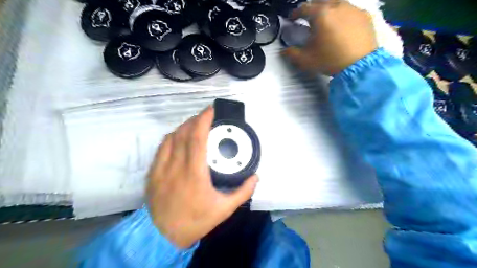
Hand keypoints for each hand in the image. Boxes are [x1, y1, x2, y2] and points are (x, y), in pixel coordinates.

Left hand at [147, 106, 259, 247]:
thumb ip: (242, 192)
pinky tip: (179, 137)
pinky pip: (162, 147)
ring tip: (195, 125)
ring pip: (171, 137)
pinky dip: (172, 137)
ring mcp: (161, 167)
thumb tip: (256, 177)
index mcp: (195, 173)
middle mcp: (176, 166)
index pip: (197, 138)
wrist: (163, 235)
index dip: (204, 120)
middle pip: (184, 133)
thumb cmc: (195, 220)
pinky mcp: (153, 172)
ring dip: (184, 127)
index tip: (211, 110)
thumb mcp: (224, 210)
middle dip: (196, 120)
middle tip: (207, 116)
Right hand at [283, 0, 376, 75]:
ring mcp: (353, 9)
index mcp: (321, 15)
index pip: (304, 8)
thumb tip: (284, 51)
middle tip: (309, 18)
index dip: (296, 13)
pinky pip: (350, 10)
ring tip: (327, 20)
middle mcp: (337, 6)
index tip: (292, 18)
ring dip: (329, 9)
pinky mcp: (365, 15)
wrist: (360, 65)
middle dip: (313, 7)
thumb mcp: (306, 60)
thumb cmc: (330, 60)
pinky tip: (343, 25)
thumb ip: (292, 54)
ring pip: (337, 2)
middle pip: (321, 0)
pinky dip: (343, 14)